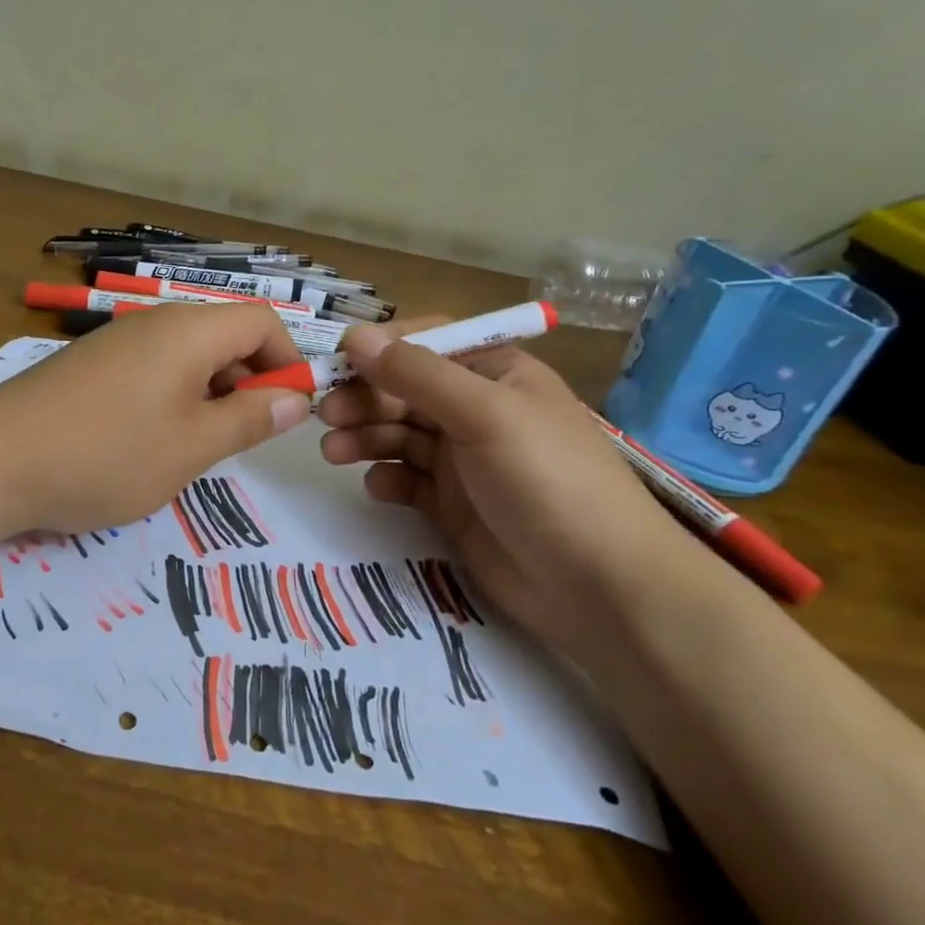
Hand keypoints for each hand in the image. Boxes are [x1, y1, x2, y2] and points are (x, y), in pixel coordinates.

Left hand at [0, 303, 311, 535]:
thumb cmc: (106, 453)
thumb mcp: (192, 446)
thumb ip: (248, 420)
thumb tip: (294, 400)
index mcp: (189, 331)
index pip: (262, 322)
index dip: (288, 361)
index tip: (289, 412)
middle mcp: (156, 322)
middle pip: (225, 335)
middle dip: (250, 381)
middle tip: (246, 438)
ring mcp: (118, 342)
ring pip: (188, 356)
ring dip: (211, 394)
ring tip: (200, 447)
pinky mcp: (91, 365)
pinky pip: (153, 369)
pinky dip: (173, 398)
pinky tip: (153, 442)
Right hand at [317, 320, 687, 652]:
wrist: (600, 587)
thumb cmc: (548, 480)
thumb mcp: (485, 414)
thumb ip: (417, 375)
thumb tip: (355, 338)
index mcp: (495, 374)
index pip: (427, 344)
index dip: (382, 349)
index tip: (338, 363)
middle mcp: (476, 411)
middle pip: (405, 391)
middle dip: (365, 398)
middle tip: (325, 416)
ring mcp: (464, 461)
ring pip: (399, 435)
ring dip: (365, 438)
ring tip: (334, 452)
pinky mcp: (453, 506)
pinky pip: (407, 481)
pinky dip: (387, 479)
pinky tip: (378, 489)